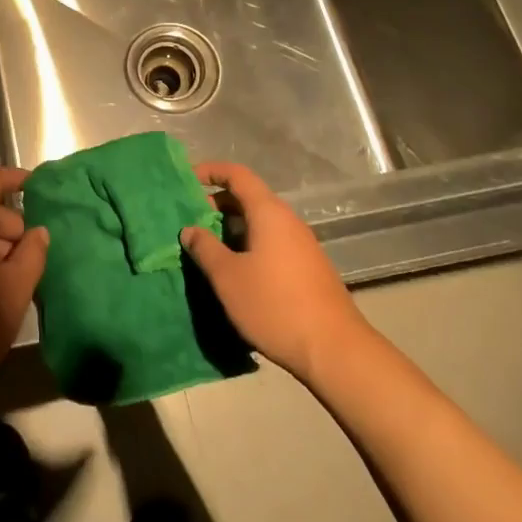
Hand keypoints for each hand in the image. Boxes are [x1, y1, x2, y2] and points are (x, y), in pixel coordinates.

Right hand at [180, 162, 369, 383]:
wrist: (334, 350)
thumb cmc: (275, 305)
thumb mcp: (228, 277)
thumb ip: (205, 248)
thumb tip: (190, 229)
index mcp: (268, 212)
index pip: (237, 175)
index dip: (211, 172)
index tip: (186, 181)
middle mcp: (287, 221)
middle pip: (248, 198)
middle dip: (216, 206)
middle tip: (190, 223)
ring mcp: (301, 245)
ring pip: (259, 223)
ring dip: (231, 230)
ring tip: (206, 250)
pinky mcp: (306, 268)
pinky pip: (270, 243)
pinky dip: (247, 246)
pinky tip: (235, 272)